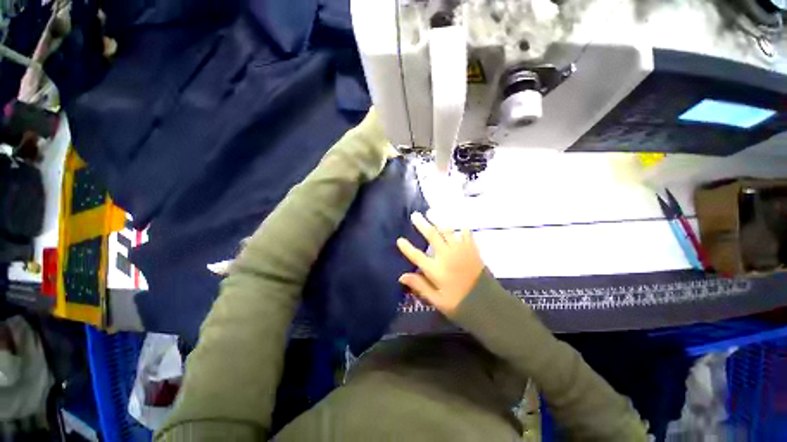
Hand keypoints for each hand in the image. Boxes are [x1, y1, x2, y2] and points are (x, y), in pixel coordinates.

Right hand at [396, 212, 483, 316]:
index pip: (417, 256)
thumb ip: (420, 286)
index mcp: (436, 270)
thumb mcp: (437, 300)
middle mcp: (447, 256)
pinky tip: (457, 224)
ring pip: (447, 231)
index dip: (407, 248)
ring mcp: (461, 251)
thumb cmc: (460, 304)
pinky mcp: (472, 250)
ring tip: (431, 212)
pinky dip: (460, 228)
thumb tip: (402, 276)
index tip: (400, 240)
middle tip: (415, 215)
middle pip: (432, 236)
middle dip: (422, 224)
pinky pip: (466, 234)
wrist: (489, 305)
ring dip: (438, 220)